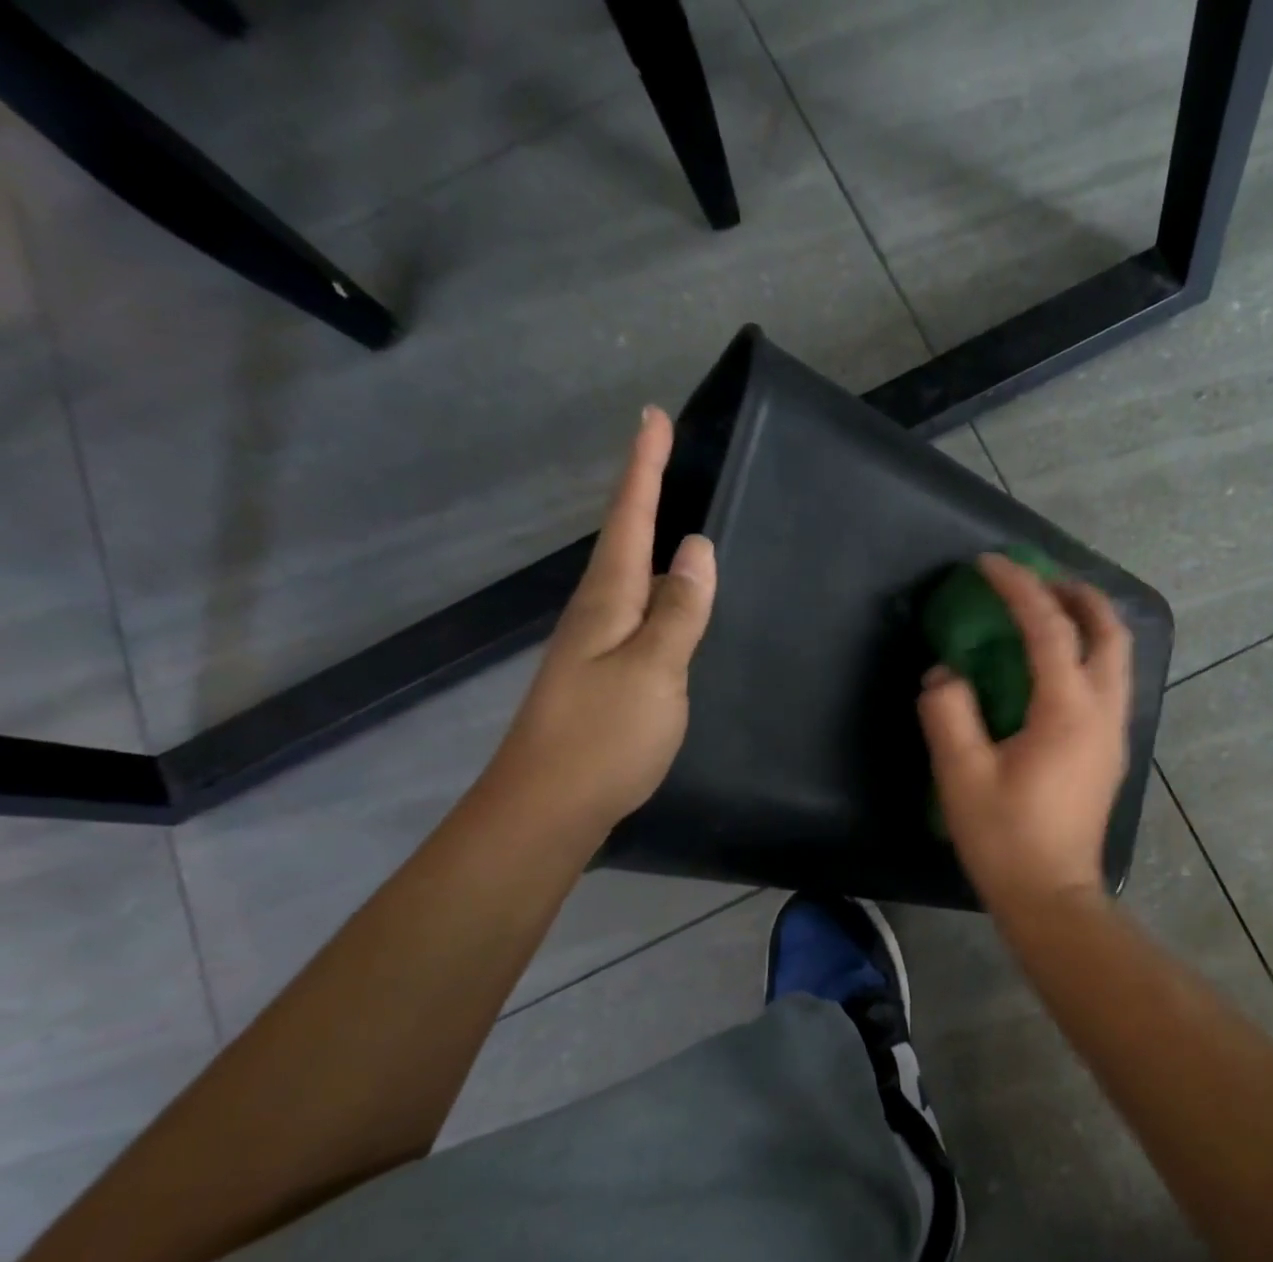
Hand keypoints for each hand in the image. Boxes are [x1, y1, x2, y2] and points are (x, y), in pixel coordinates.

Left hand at [487, 407, 716, 833]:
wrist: (548, 807)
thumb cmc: (605, 736)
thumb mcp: (655, 670)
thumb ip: (680, 610)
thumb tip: (697, 547)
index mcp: (608, 602)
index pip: (630, 520)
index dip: (644, 467)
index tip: (654, 415)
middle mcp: (596, 614)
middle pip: (623, 539)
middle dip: (642, 490)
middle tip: (664, 452)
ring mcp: (596, 647)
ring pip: (628, 577)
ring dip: (646, 538)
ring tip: (669, 511)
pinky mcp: (604, 676)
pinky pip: (635, 614)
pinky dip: (654, 589)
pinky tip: (666, 599)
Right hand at [918, 553, 1132, 916]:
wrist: (1052, 897)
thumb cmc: (1006, 839)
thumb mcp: (963, 775)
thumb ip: (949, 713)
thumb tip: (945, 675)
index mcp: (1068, 711)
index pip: (1049, 628)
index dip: (1019, 588)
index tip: (990, 563)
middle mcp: (1103, 713)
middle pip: (1108, 632)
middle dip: (1078, 594)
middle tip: (1040, 578)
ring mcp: (1114, 734)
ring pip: (1117, 658)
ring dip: (1089, 623)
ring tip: (1051, 610)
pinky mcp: (1110, 753)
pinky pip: (1111, 683)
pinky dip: (1090, 654)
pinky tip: (1058, 667)